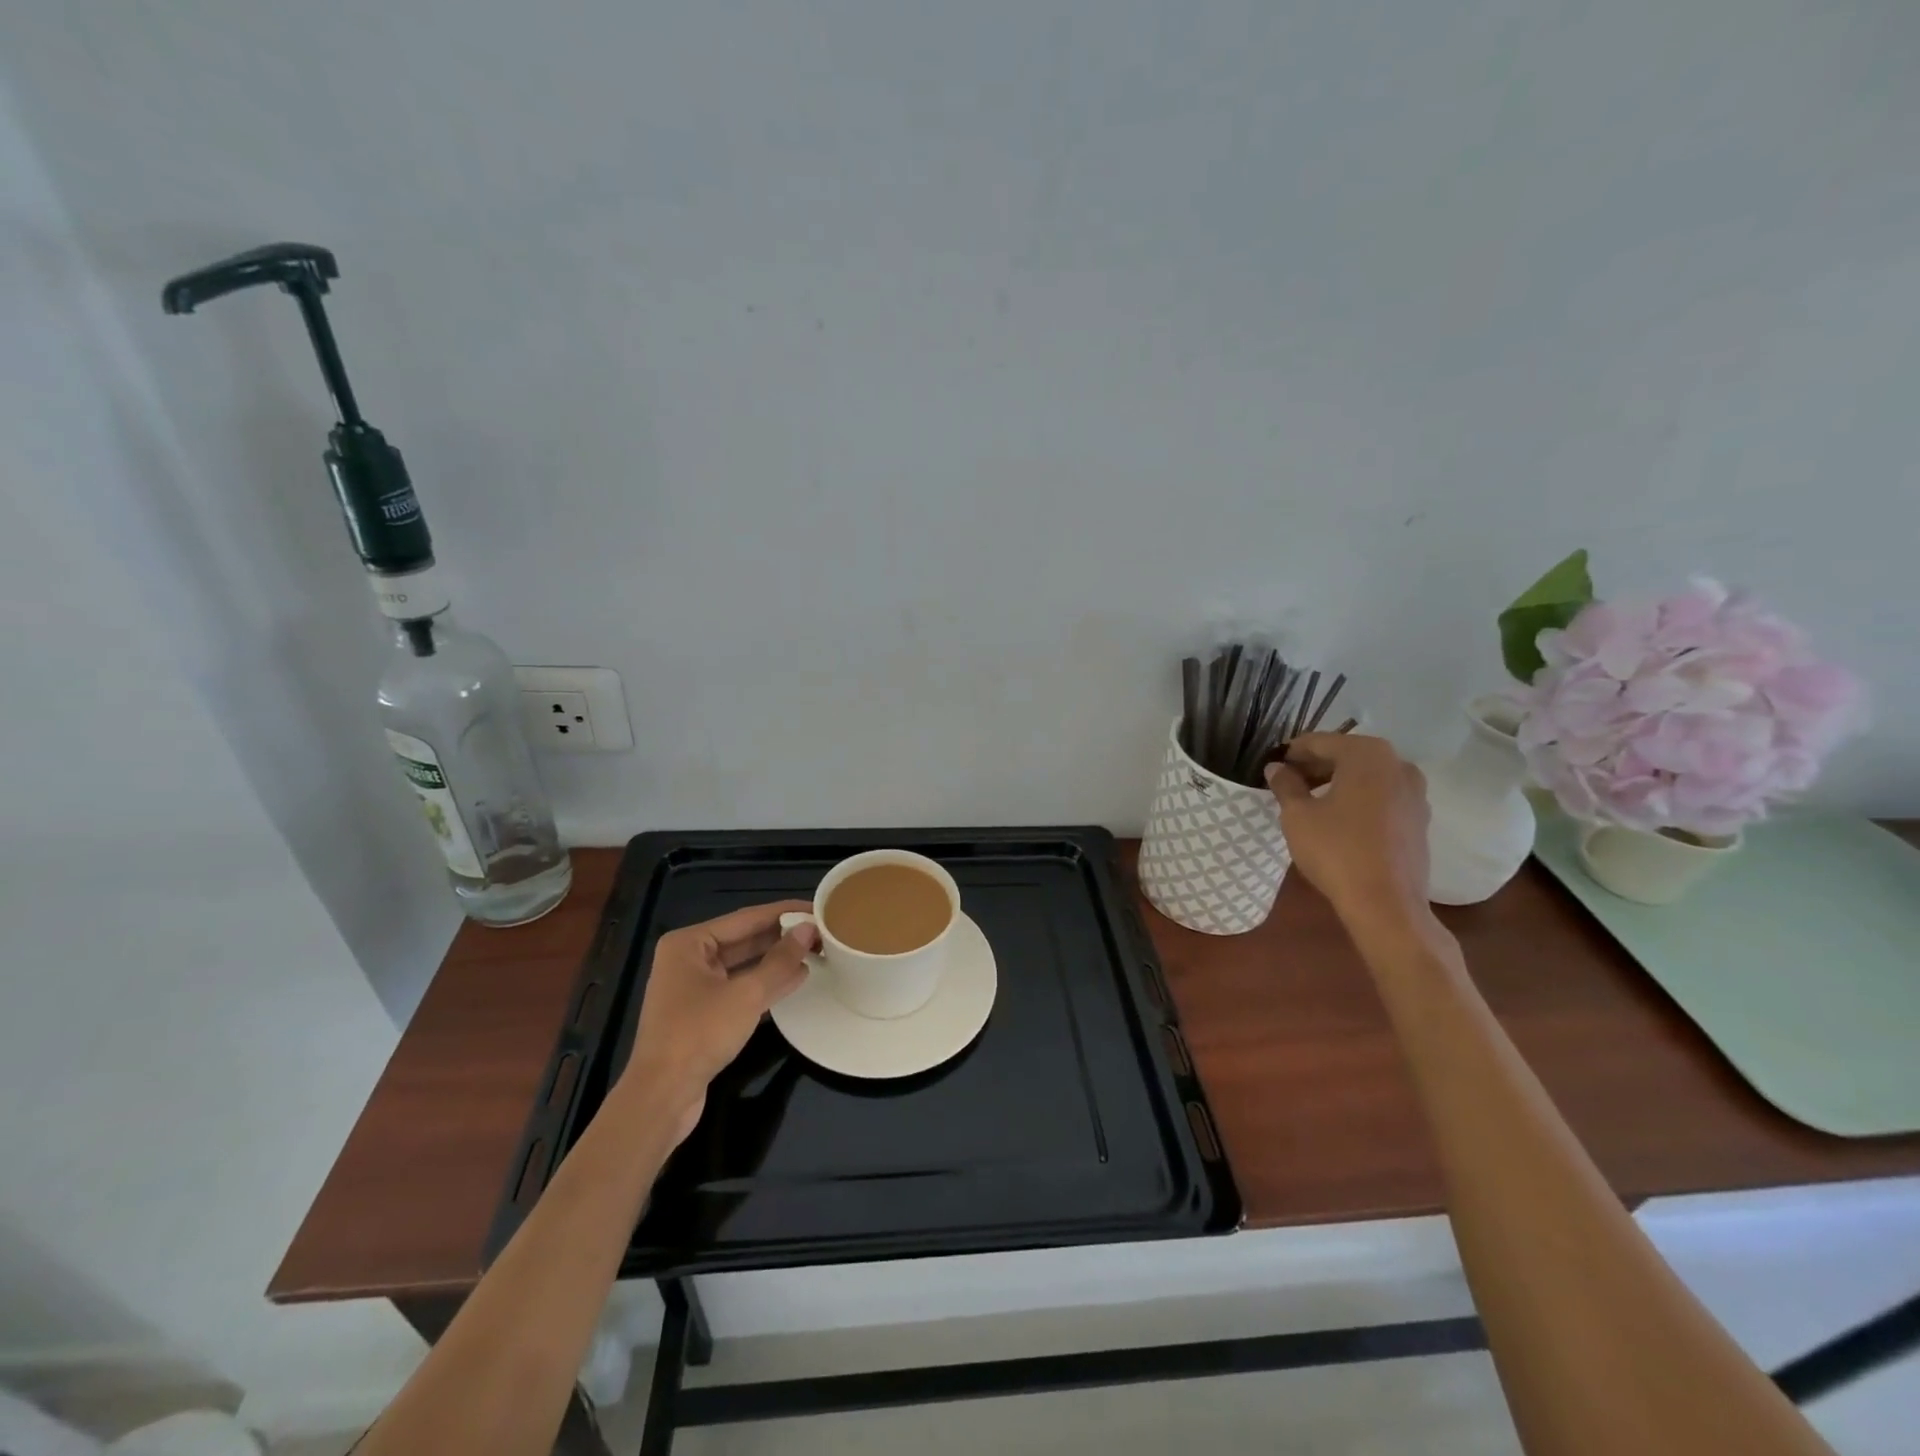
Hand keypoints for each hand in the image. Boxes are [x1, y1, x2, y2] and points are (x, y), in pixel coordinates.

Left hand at [622, 901, 817, 1143]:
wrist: (661, 1096)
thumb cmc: (699, 1034)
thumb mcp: (746, 995)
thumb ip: (780, 961)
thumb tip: (809, 930)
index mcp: (689, 943)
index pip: (746, 918)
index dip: (785, 912)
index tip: (818, 908)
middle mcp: (688, 958)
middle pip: (744, 939)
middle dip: (782, 937)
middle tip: (822, 932)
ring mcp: (694, 987)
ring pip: (744, 964)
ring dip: (777, 960)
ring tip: (816, 952)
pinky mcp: (702, 1013)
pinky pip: (739, 987)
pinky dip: (765, 983)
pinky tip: (795, 980)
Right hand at [1265, 733, 1431, 921]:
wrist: (1386, 904)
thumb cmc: (1336, 851)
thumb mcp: (1297, 815)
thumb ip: (1285, 785)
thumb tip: (1277, 768)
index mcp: (1367, 754)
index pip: (1320, 742)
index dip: (1292, 753)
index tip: (1272, 766)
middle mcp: (1397, 764)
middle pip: (1346, 755)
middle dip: (1315, 766)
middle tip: (1287, 783)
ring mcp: (1414, 792)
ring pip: (1366, 776)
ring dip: (1337, 782)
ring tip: (1309, 801)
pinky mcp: (1419, 818)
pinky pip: (1381, 796)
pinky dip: (1358, 798)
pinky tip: (1338, 819)